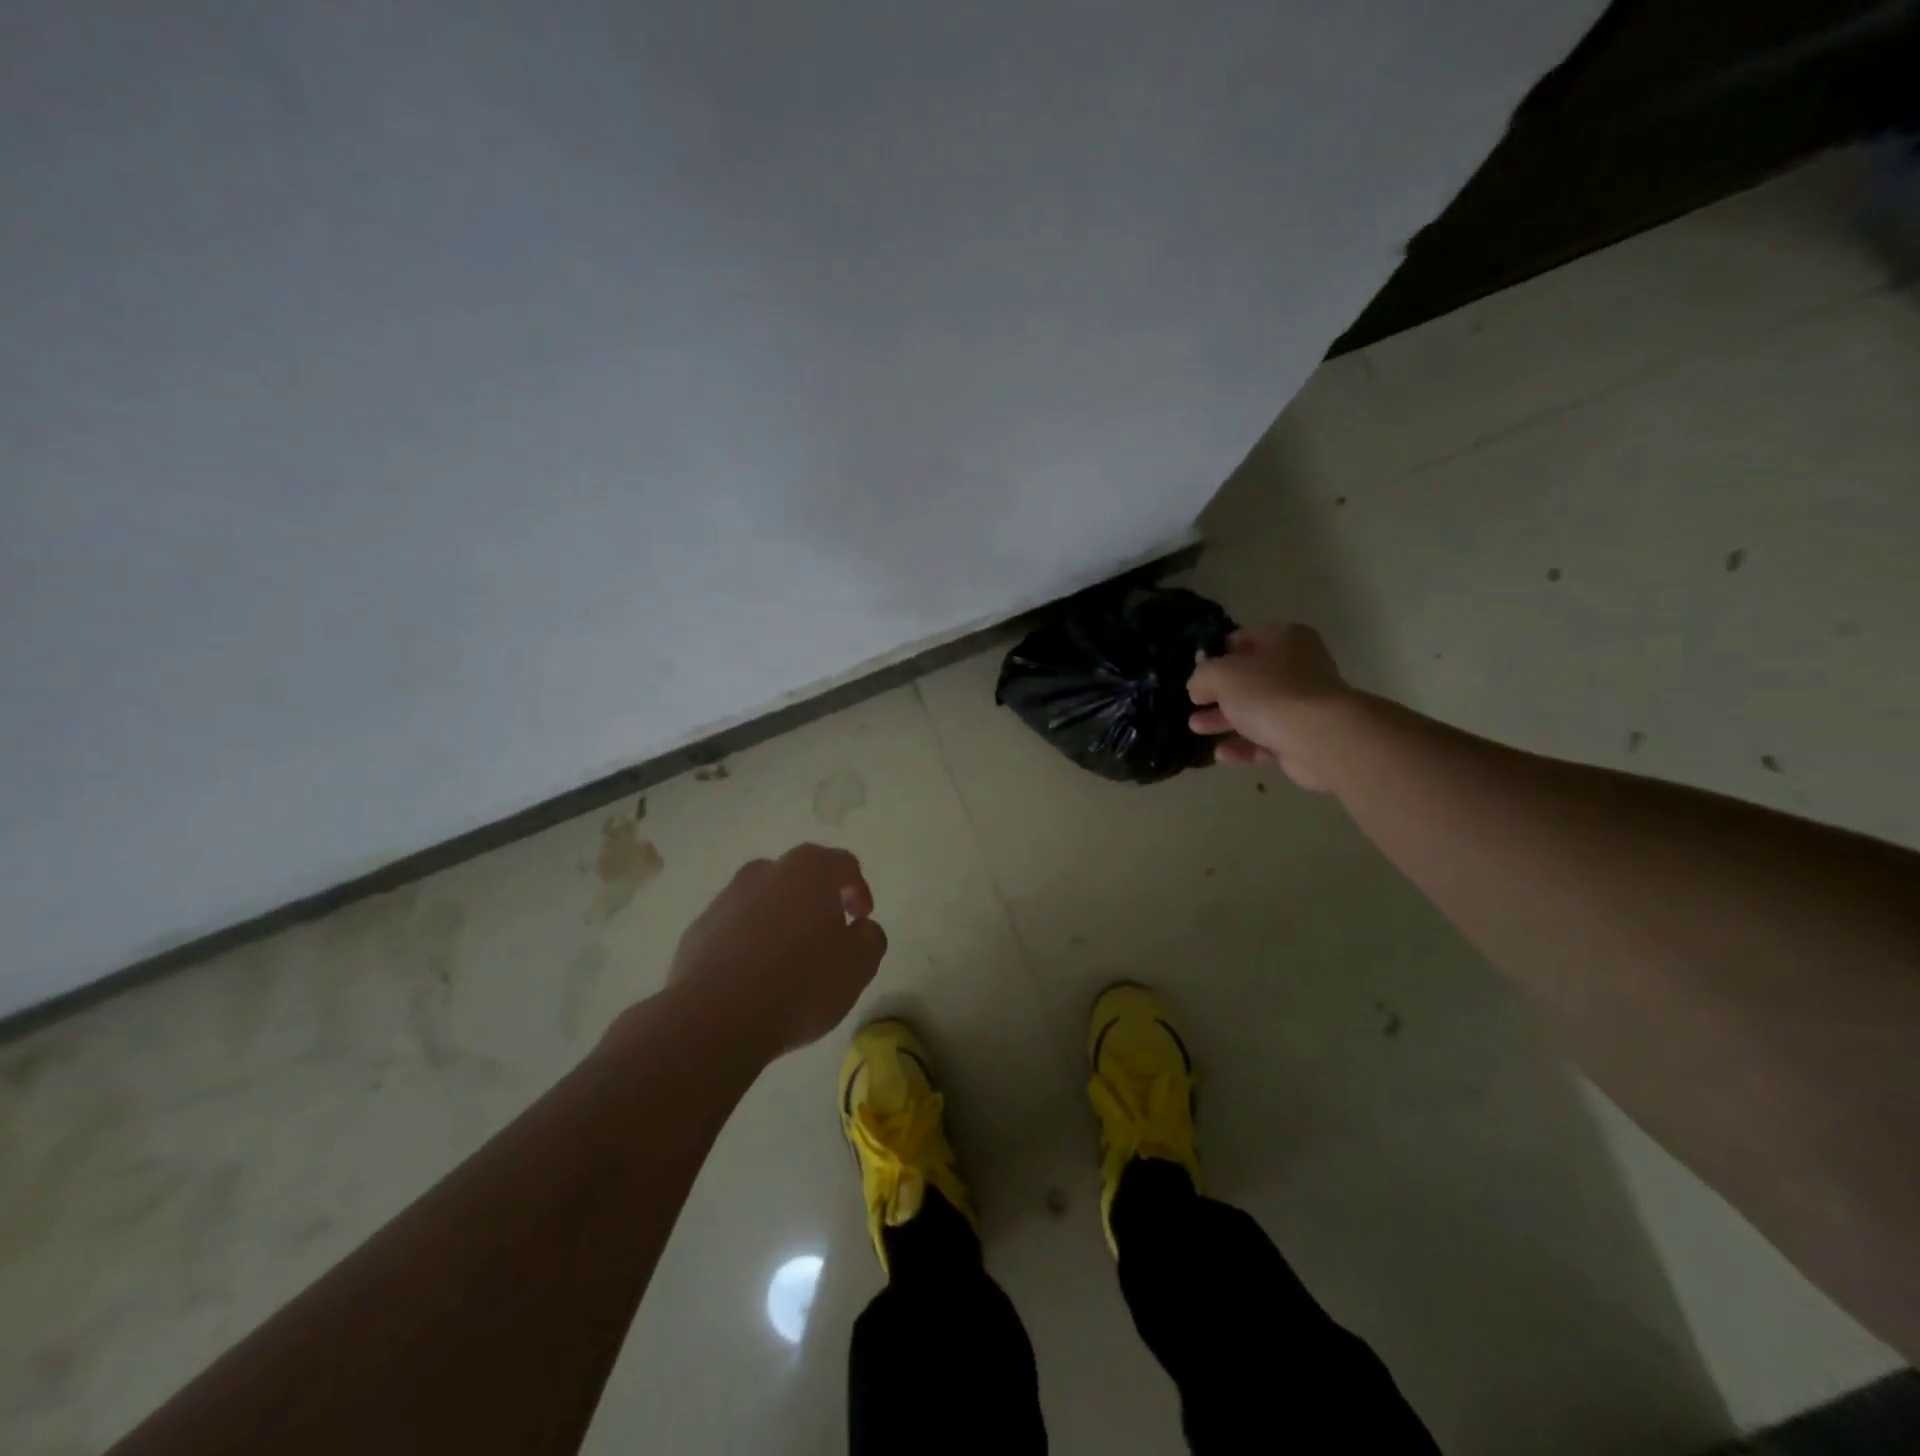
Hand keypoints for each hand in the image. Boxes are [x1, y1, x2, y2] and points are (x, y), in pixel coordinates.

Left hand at [661, 844, 888, 1060]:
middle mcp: (765, 872)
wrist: (713, 1020)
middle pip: (800, 878)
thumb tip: (860, 929)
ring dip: (780, 922)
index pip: (844, 865)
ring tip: (789, 963)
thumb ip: (870, 939)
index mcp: (810, 870)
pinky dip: (748, 944)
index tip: (862, 919)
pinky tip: (754, 979)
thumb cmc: (800, 984)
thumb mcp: (858, 966)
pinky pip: (734, 929)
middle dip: (817, 902)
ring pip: (764, 902)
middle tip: (828, 937)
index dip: (858, 890)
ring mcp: (726, 898)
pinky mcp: (698, 930)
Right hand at [1187, 624, 1349, 790]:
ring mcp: (1302, 702)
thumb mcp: (1221, 674)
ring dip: (1224, 719)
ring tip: (1195, 728)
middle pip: (1248, 677)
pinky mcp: (1303, 735)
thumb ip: (1202, 675)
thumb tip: (1198, 687)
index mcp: (1283, 638)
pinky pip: (1266, 737)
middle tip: (1193, 702)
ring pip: (1255, 709)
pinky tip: (1221, 753)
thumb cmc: (1269, 692)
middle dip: (1217, 692)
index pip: (1242, 638)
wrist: (1320, 737)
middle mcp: (1297, 666)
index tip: (1194, 671)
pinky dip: (1243, 744)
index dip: (1215, 654)